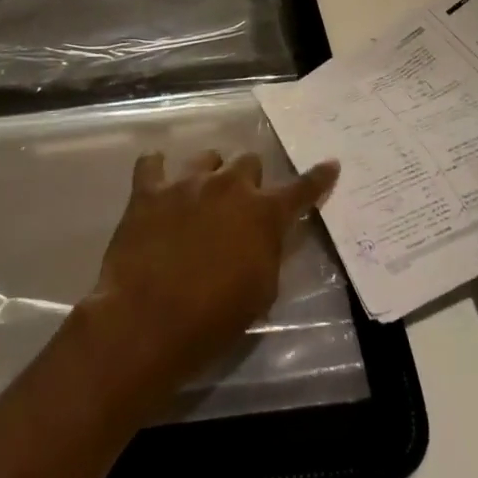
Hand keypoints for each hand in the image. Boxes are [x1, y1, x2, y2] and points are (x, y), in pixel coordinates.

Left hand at [79, 150, 338, 413]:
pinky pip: (152, 163)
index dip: (318, 178)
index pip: (301, 190)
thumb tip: (264, 237)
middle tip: (240, 205)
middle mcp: (228, 186)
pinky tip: (157, 181)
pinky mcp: (148, 191)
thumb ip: (268, 253)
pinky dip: (156, 169)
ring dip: (210, 173)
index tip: (330, 164)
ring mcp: (186, 183)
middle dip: (249, 180)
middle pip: (249, 162)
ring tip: (201, 195)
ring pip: (206, 157)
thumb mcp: (261, 292)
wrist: (147, 321)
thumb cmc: (213, 318)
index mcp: (263, 214)